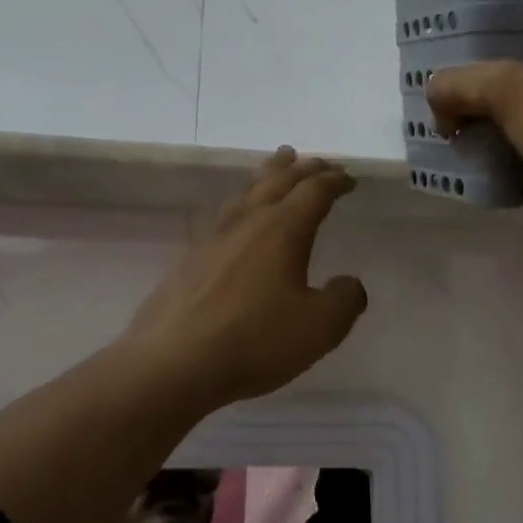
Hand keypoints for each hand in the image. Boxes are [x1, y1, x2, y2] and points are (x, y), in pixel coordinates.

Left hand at [123, 148, 368, 406]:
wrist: (173, 362)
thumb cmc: (255, 340)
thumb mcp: (319, 326)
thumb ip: (344, 300)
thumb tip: (348, 284)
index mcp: (283, 229)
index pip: (314, 191)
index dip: (334, 181)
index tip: (349, 179)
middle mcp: (248, 222)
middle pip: (278, 181)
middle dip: (302, 168)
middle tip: (317, 161)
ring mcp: (214, 238)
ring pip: (247, 193)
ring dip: (268, 175)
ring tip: (276, 166)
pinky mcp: (190, 259)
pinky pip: (225, 216)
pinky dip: (242, 204)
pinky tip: (238, 220)